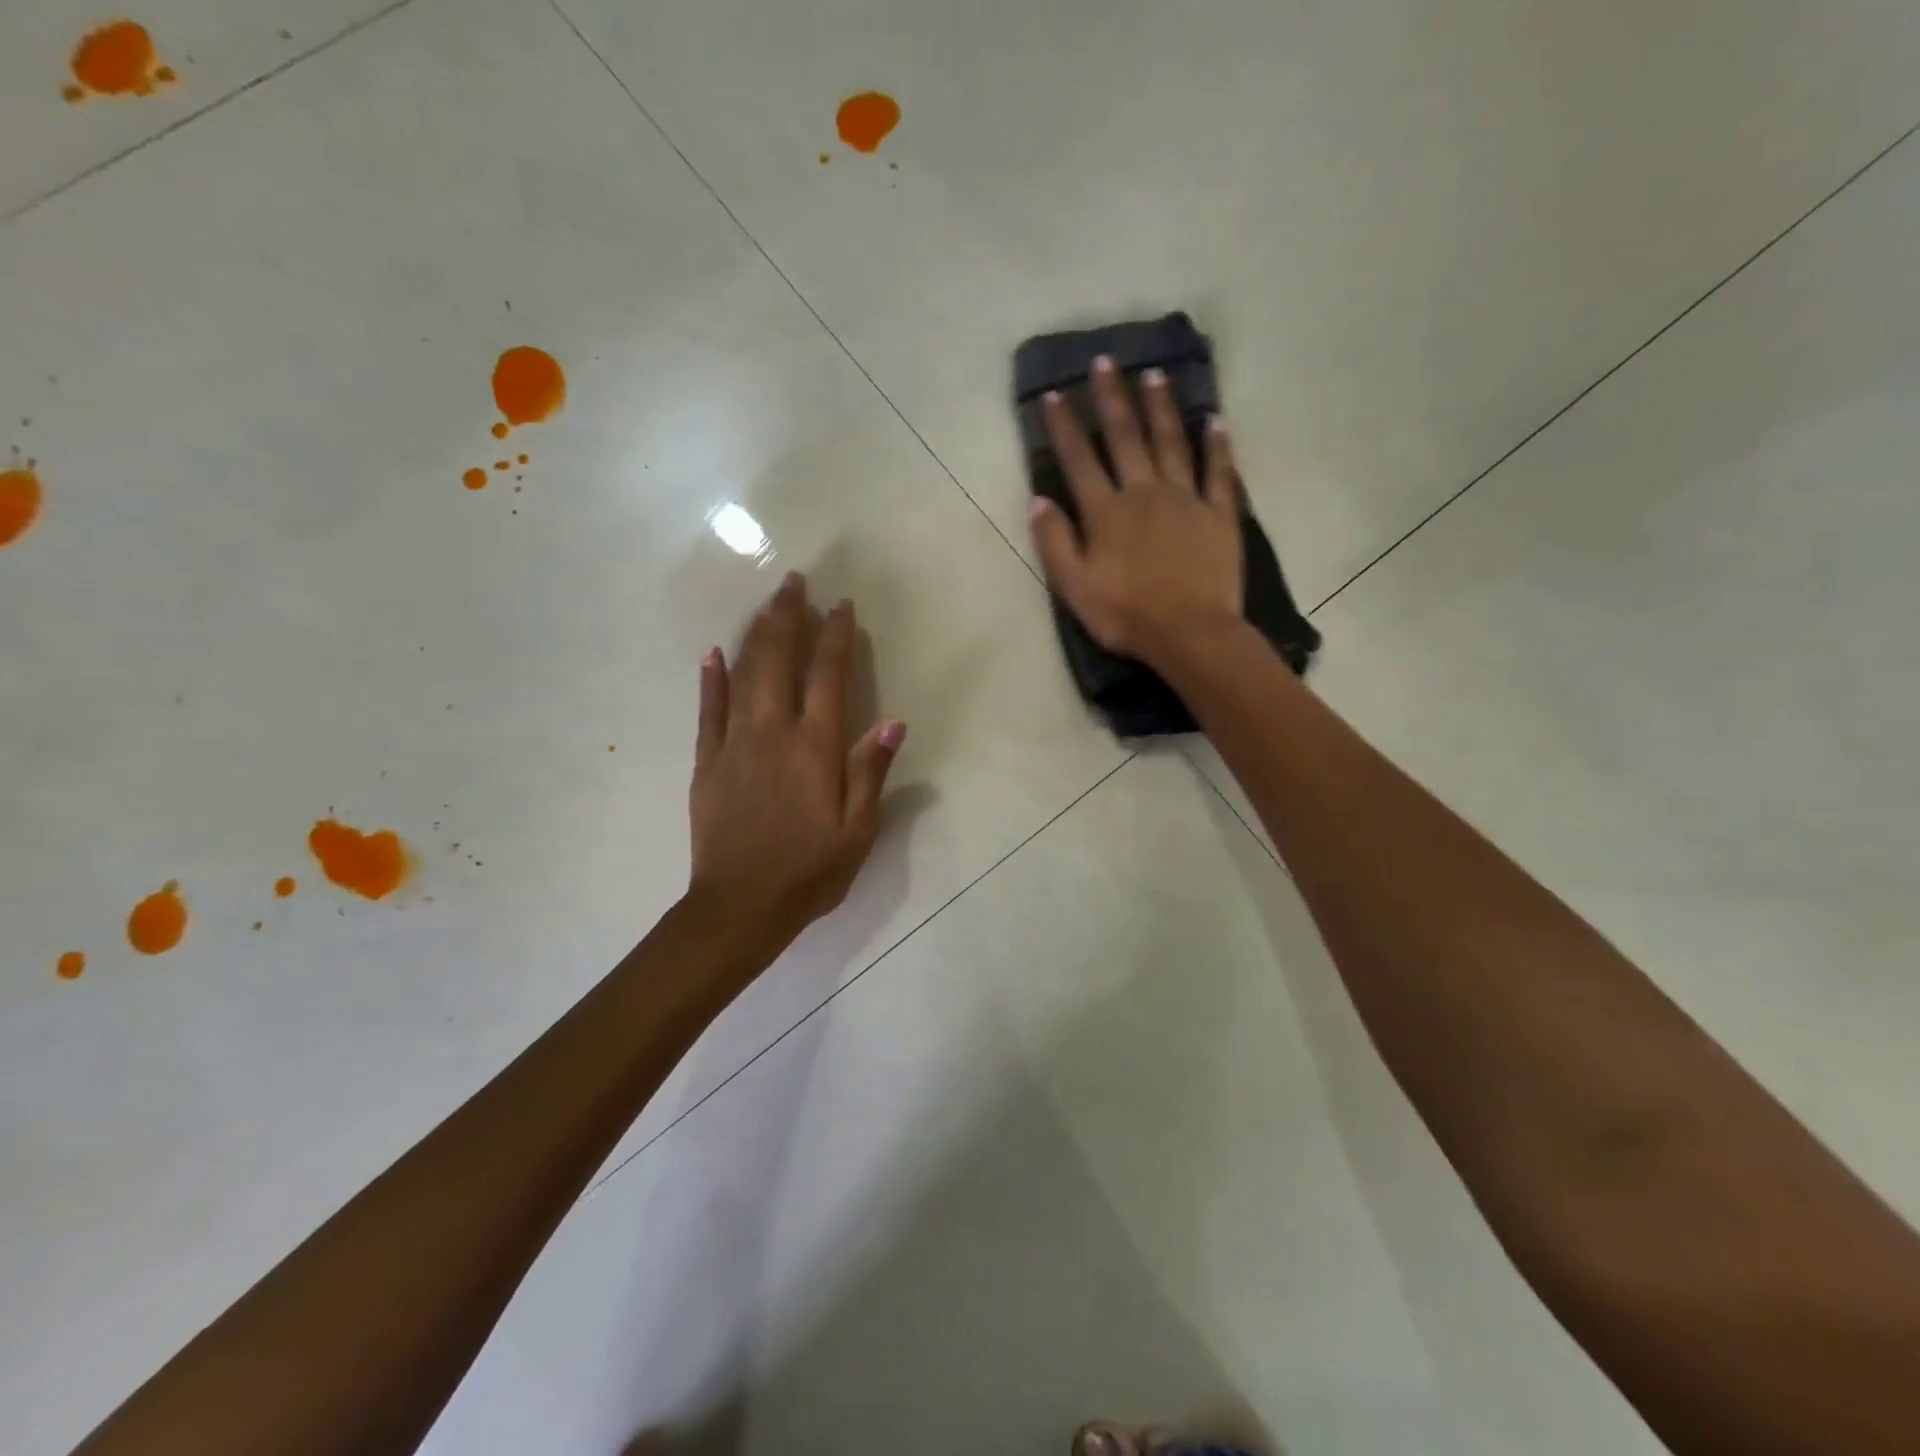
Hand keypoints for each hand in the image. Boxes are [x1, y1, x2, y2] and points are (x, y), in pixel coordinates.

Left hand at [688, 573, 905, 946]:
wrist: (739, 908)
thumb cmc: (809, 872)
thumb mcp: (857, 831)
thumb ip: (870, 771)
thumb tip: (892, 721)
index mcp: (814, 749)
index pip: (828, 677)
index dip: (836, 637)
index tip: (841, 606)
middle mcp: (773, 733)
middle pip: (780, 662)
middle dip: (789, 618)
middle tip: (794, 581)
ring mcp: (734, 745)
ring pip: (744, 675)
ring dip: (756, 635)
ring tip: (767, 603)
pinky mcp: (707, 762)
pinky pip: (708, 710)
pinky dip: (711, 679)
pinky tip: (713, 653)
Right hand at [1028, 356, 1243, 671]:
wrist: (1190, 634)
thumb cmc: (1126, 615)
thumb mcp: (1075, 587)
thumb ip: (1055, 542)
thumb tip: (1039, 500)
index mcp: (1106, 512)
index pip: (1079, 460)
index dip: (1065, 426)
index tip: (1055, 394)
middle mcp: (1144, 492)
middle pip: (1126, 437)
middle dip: (1112, 398)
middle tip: (1106, 361)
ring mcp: (1186, 499)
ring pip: (1171, 442)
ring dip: (1160, 407)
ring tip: (1154, 375)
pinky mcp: (1219, 514)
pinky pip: (1219, 471)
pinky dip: (1217, 444)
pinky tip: (1215, 419)